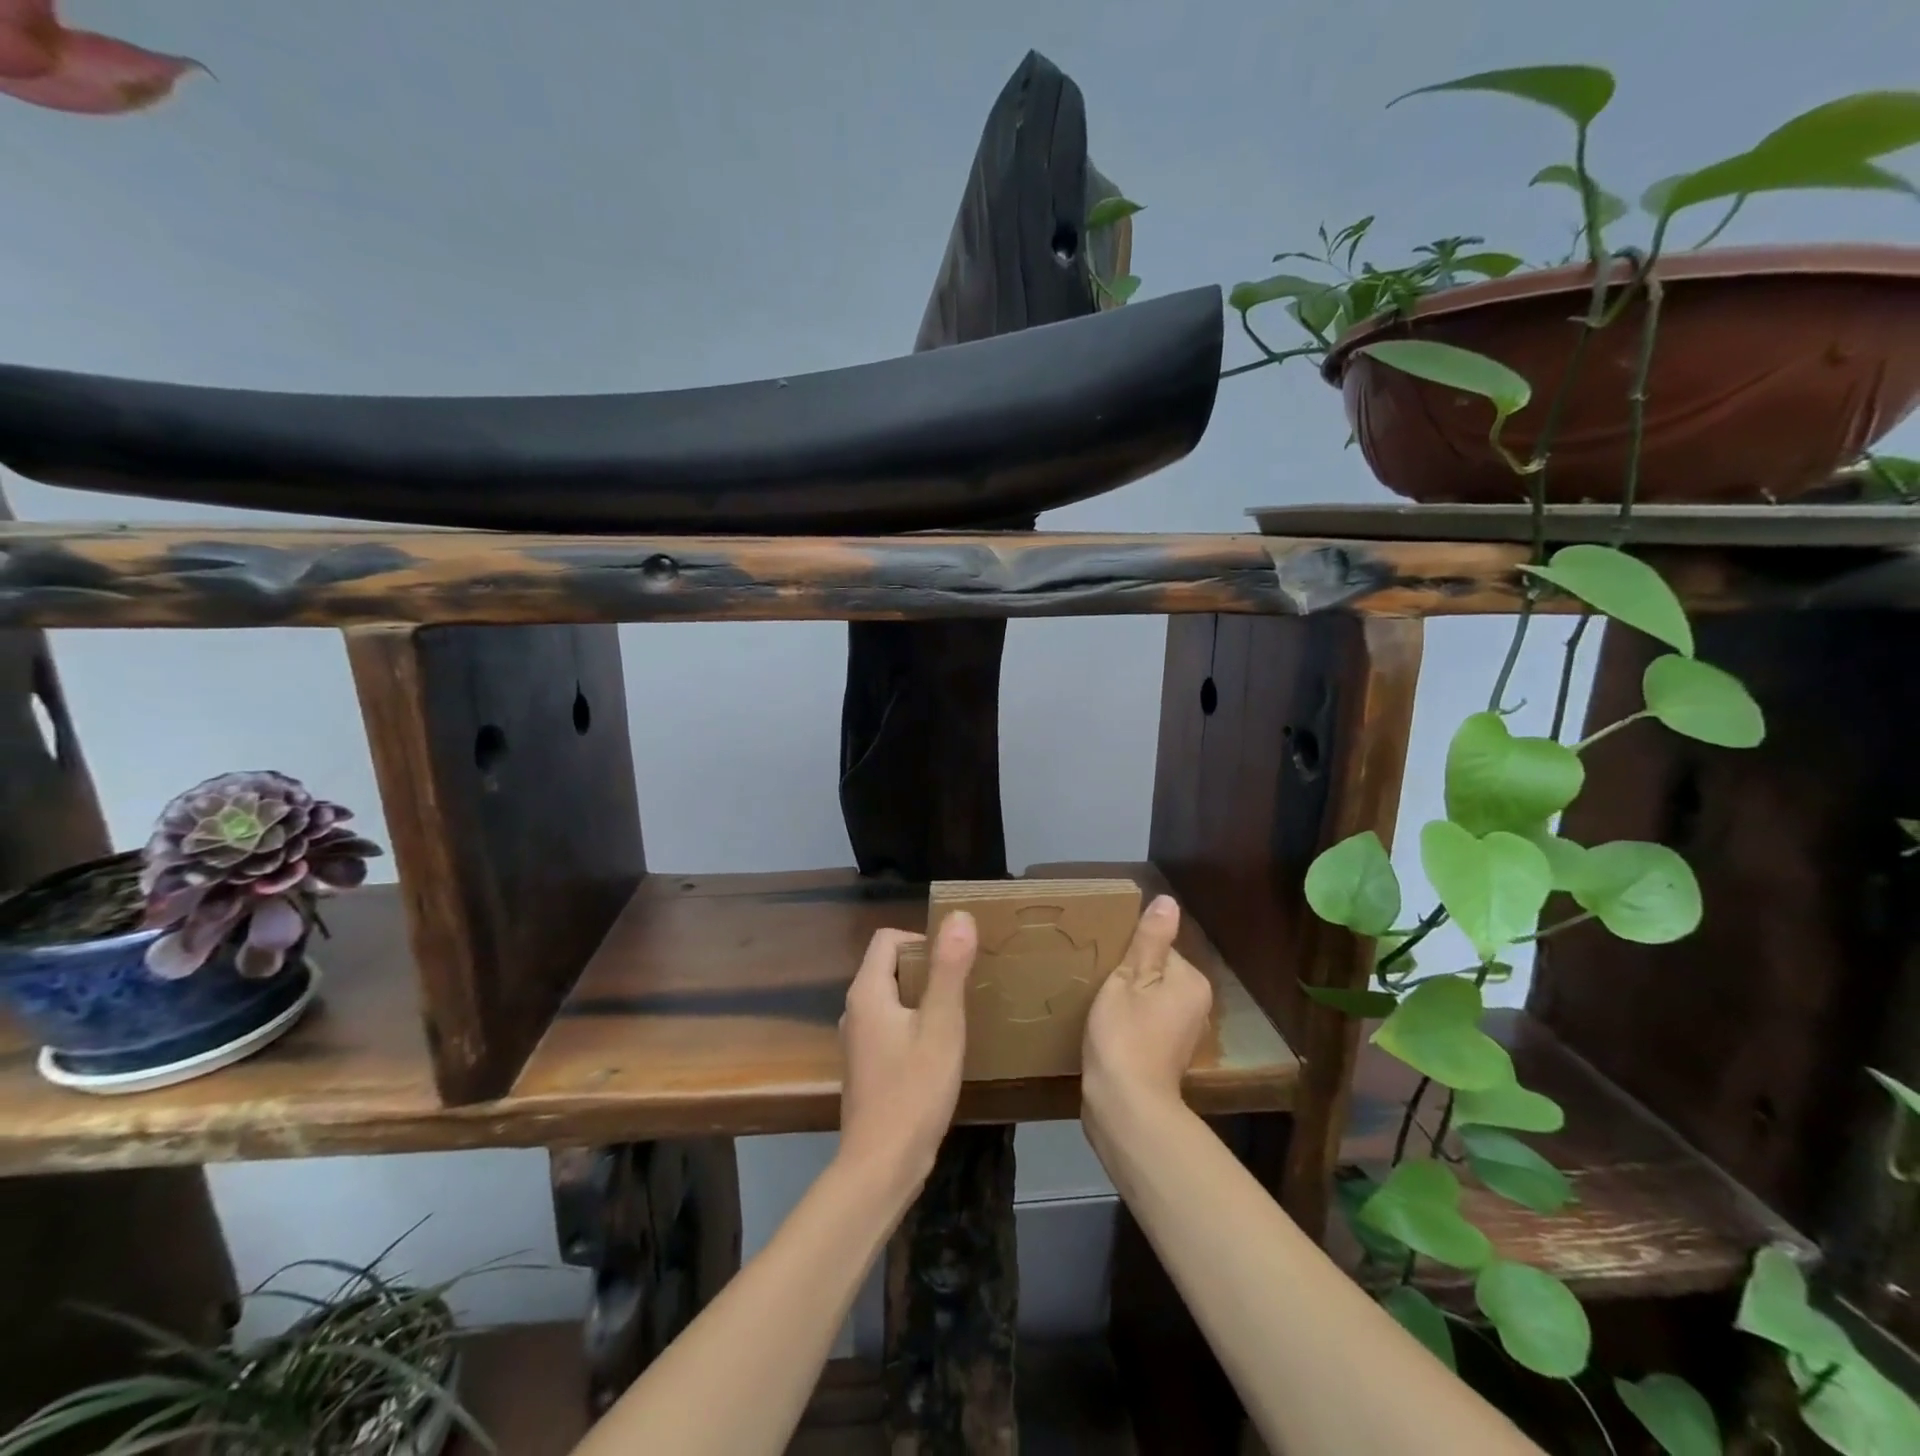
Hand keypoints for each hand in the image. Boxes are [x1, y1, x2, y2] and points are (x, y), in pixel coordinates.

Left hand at [836, 913, 976, 1193]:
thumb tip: (959, 916)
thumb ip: (949, 969)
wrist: (881, 1167)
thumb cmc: (914, 1091)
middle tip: (964, 987)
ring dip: (923, 999)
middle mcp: (854, 1010)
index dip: (922, 940)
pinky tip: (940, 1050)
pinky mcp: (866, 1067)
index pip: (888, 938)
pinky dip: (915, 1025)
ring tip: (958, 1015)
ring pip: (892, 999)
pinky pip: (891, 1026)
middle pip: (890, 967)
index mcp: (867, 992)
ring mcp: (857, 1041)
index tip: (955, 963)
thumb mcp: (942, 1025)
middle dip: (927, 969)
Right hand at [1082, 895, 1212, 1124]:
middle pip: (1155, 973)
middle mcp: (1196, 1005)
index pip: (1158, 948)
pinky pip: (1147, 1023)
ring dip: (1126, 1000)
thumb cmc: (1125, 1036)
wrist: (1125, 1107)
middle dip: (1128, 977)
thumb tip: (1168, 901)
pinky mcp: (1167, 1056)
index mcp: (1190, 981)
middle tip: (1096, 983)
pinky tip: (1107, 1031)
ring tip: (1098, 1007)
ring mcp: (1183, 1034)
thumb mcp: (1129, 979)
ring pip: (1150, 999)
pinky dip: (1129, 1022)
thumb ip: (1149, 940)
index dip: (1127, 953)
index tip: (1103, 963)